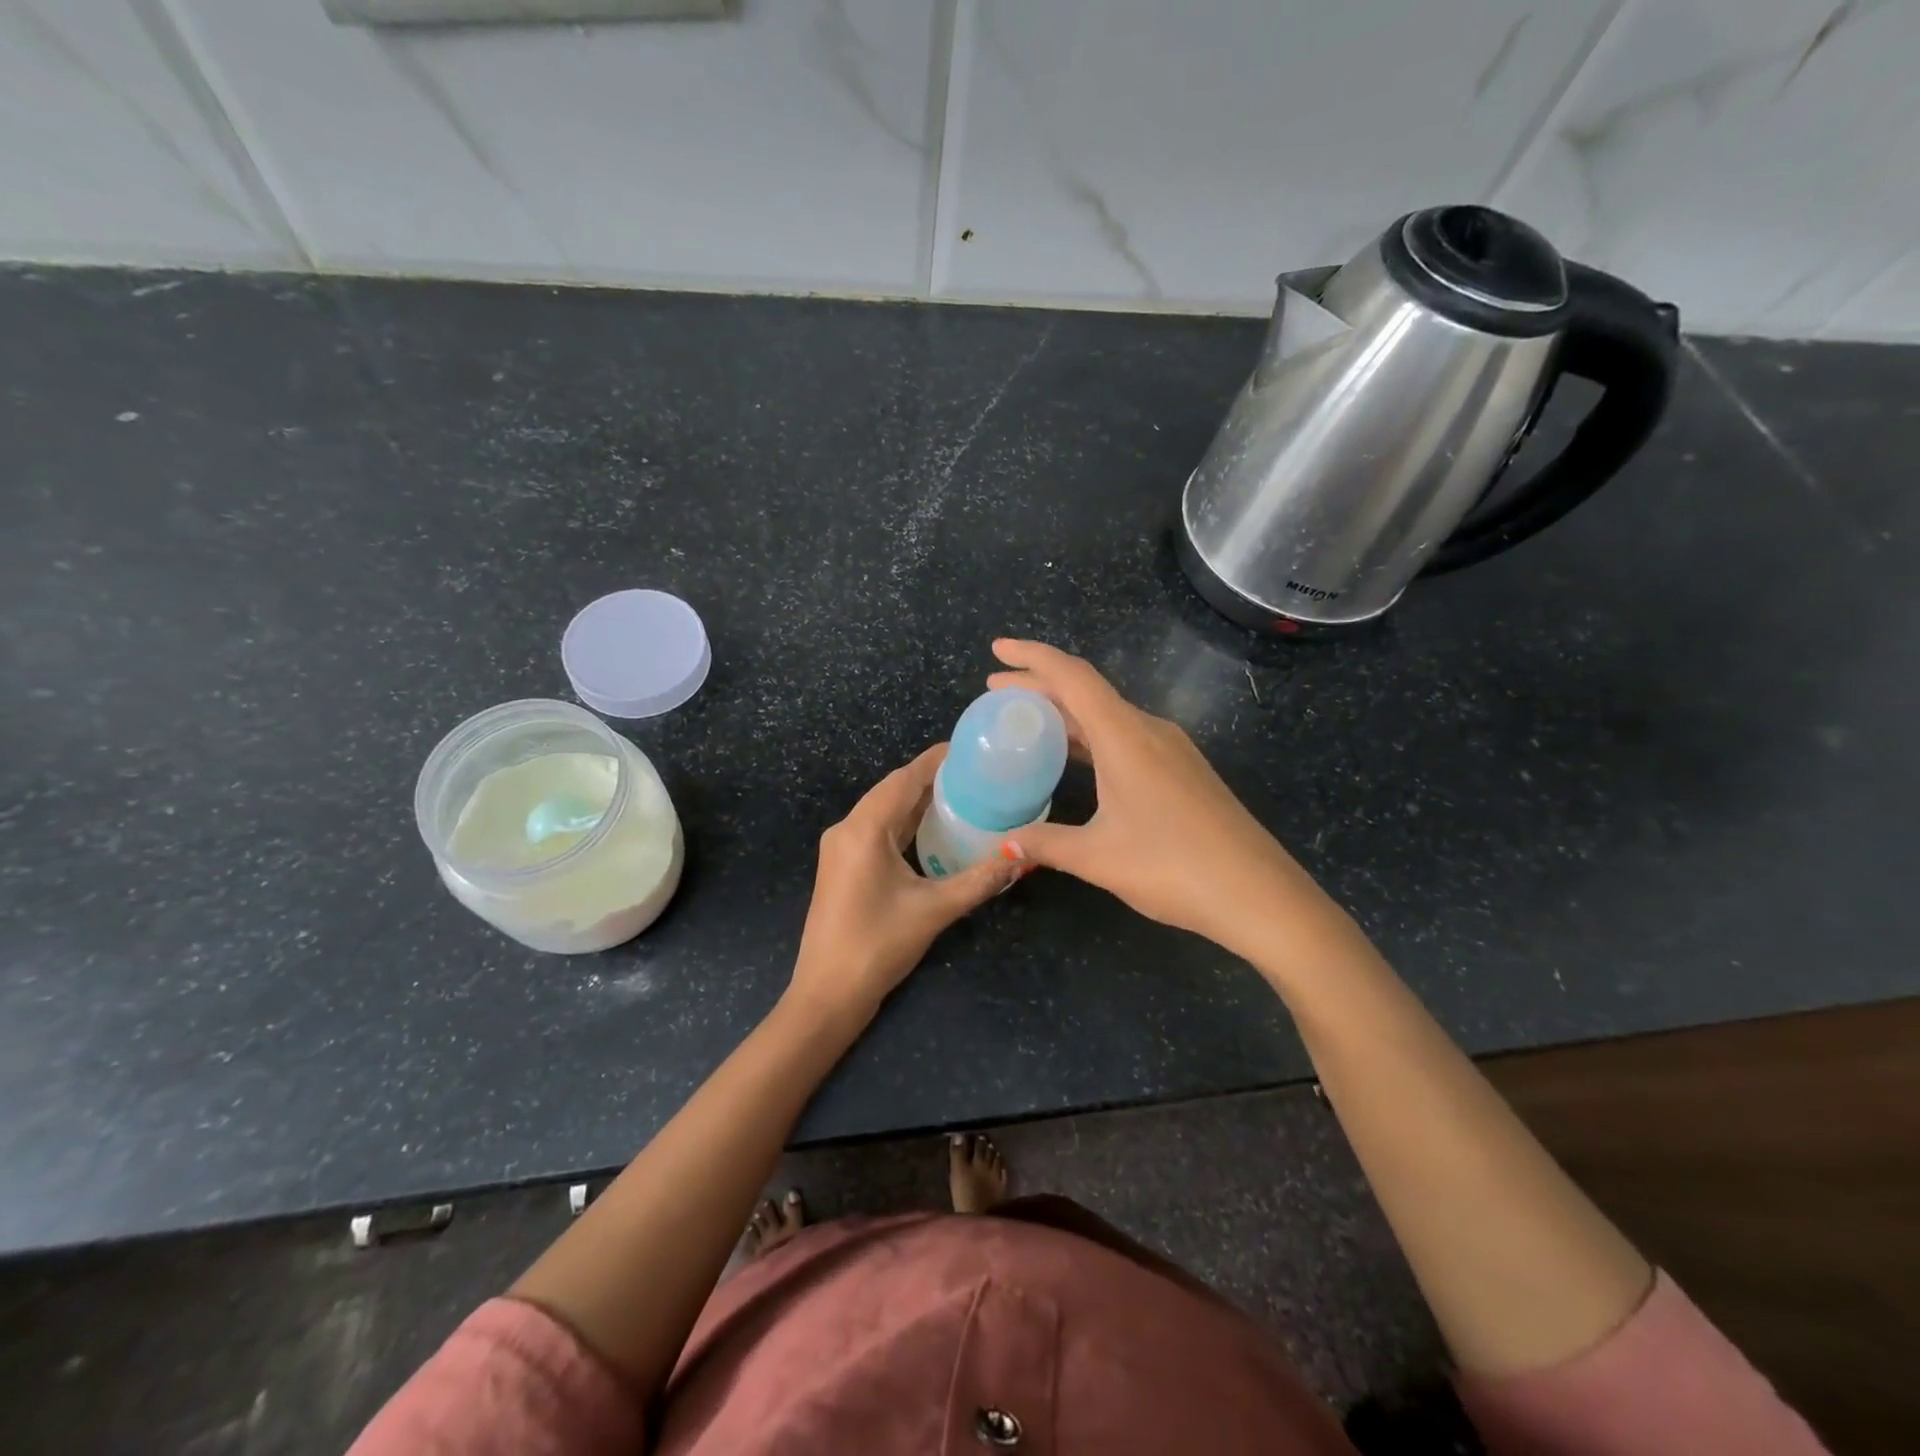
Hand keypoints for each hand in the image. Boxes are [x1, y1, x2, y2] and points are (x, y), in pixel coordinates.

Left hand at [788, 744, 1016, 1021]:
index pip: (904, 779)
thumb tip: (1022, 857)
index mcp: (863, 829)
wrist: (827, 995)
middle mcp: (847, 829)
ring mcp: (841, 848)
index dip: (936, 760)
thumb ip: (979, 880)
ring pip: (884, 811)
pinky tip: (934, 828)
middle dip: (932, 779)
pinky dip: (905, 823)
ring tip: (964, 794)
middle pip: (893, 790)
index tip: (971, 749)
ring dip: (918, 801)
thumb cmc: (877, 946)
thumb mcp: (934, 910)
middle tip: (977, 773)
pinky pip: (877, 830)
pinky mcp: (843, 866)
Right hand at [986, 639, 1324, 960]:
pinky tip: (1076, 758)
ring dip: (1066, 713)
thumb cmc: (1173, 867)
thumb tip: (1003, 847)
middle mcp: (1149, 730)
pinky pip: (1126, 736)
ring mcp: (1171, 750)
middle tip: (995, 692)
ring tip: (1026, 721)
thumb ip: (1045, 844)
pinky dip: (1091, 736)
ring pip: (1108, 715)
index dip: (1032, 657)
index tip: (997, 650)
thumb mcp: (1098, 857)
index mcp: (1125, 736)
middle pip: (1087, 692)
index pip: (1072, 677)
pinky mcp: (1182, 771)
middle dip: (1039, 686)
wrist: (1259, 894)